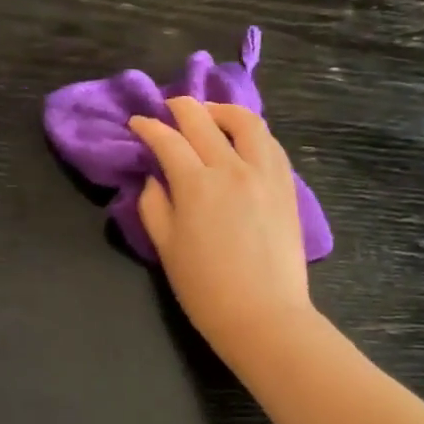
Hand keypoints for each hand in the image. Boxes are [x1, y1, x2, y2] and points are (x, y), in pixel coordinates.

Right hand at [130, 97, 312, 358]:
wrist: (263, 316)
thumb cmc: (205, 289)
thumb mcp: (166, 248)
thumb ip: (154, 205)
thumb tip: (154, 177)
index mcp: (195, 185)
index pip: (167, 140)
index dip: (148, 127)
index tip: (137, 123)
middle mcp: (231, 168)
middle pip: (202, 121)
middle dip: (180, 107)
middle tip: (168, 107)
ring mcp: (264, 173)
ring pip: (245, 121)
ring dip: (222, 110)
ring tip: (209, 114)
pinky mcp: (286, 185)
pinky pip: (270, 143)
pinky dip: (251, 131)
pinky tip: (242, 138)